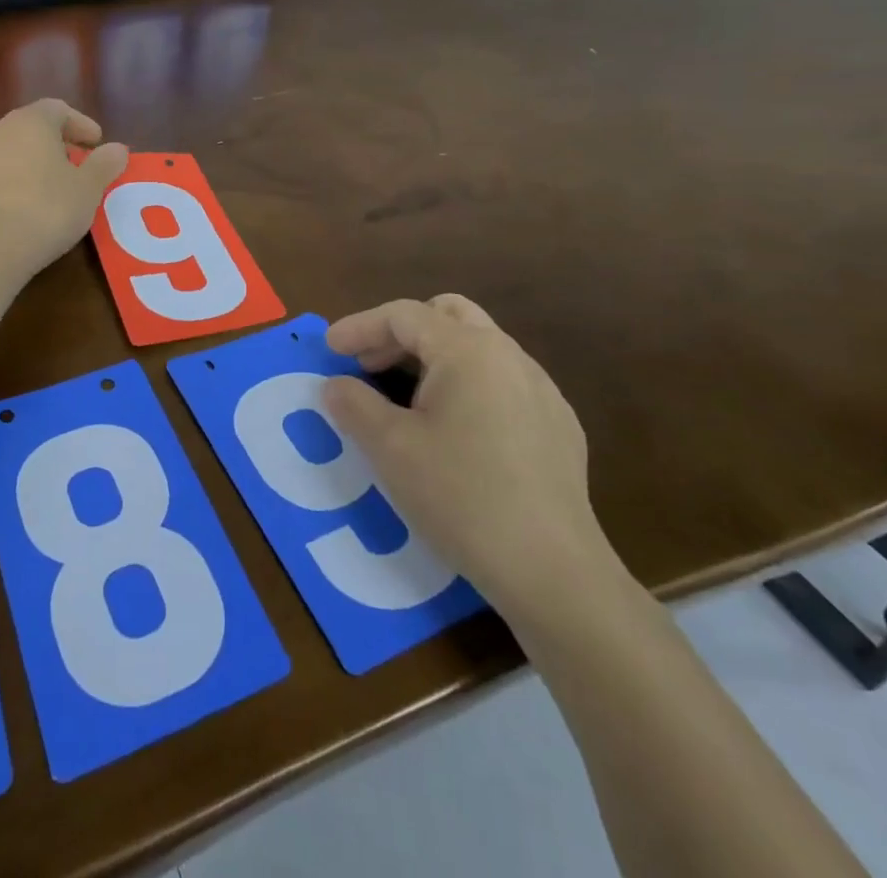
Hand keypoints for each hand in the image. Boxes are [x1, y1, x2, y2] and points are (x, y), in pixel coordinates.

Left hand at [0, 99, 127, 278]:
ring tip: (58, 186)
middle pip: (33, 128)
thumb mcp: (88, 187)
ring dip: (37, 162)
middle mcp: (0, 132)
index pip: (58, 109)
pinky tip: (32, 206)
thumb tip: (118, 149)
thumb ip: (104, 164)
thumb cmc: (48, 207)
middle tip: (80, 162)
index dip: (81, 124)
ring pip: (14, 151)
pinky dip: (19, 181)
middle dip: (59, 142)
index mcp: (31, 122)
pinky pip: (0, 175)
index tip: (97, 143)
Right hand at [322, 295, 619, 617]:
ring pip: (478, 347)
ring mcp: (541, 390)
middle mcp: (509, 356)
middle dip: (400, 332)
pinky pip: (502, 382)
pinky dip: (466, 385)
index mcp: (468, 350)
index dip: (359, 326)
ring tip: (405, 397)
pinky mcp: (558, 426)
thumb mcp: (390, 448)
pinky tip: (455, 432)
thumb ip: (353, 404)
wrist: (553, 572)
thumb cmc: (461, 497)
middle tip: (368, 365)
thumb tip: (335, 385)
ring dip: (434, 357)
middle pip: (446, 315)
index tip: (328, 350)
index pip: (403, 315)